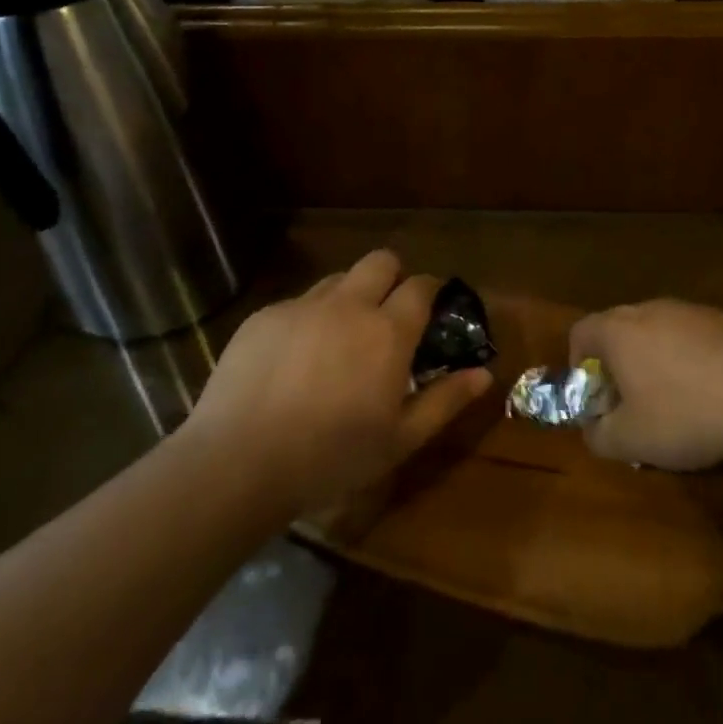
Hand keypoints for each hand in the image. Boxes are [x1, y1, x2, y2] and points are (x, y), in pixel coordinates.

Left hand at [187, 250, 491, 514]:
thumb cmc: (331, 457)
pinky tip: (294, 361)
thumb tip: (484, 373)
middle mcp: (349, 305)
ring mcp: (302, 306)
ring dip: (350, 296)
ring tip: (340, 338)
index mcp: (388, 331)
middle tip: (388, 313)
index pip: (421, 285)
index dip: (431, 289)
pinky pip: (297, 303)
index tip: (432, 306)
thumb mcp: (400, 439)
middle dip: (393, 276)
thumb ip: (446, 400)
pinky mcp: (263, 316)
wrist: (238, 463)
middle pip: (381, 261)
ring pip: (337, 279)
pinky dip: (308, 320)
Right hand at [569, 300, 722, 470]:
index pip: (581, 331)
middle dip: (618, 362)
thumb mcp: (630, 441)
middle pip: (619, 327)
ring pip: (659, 329)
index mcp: (618, 330)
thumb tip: (593, 429)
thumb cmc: (685, 415)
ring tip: (674, 398)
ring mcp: (691, 310)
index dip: (579, 363)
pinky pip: (695, 336)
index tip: (595, 395)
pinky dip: (692, 357)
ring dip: (656, 358)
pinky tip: (712, 391)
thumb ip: (598, 436)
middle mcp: (650, 309)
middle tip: (630, 400)